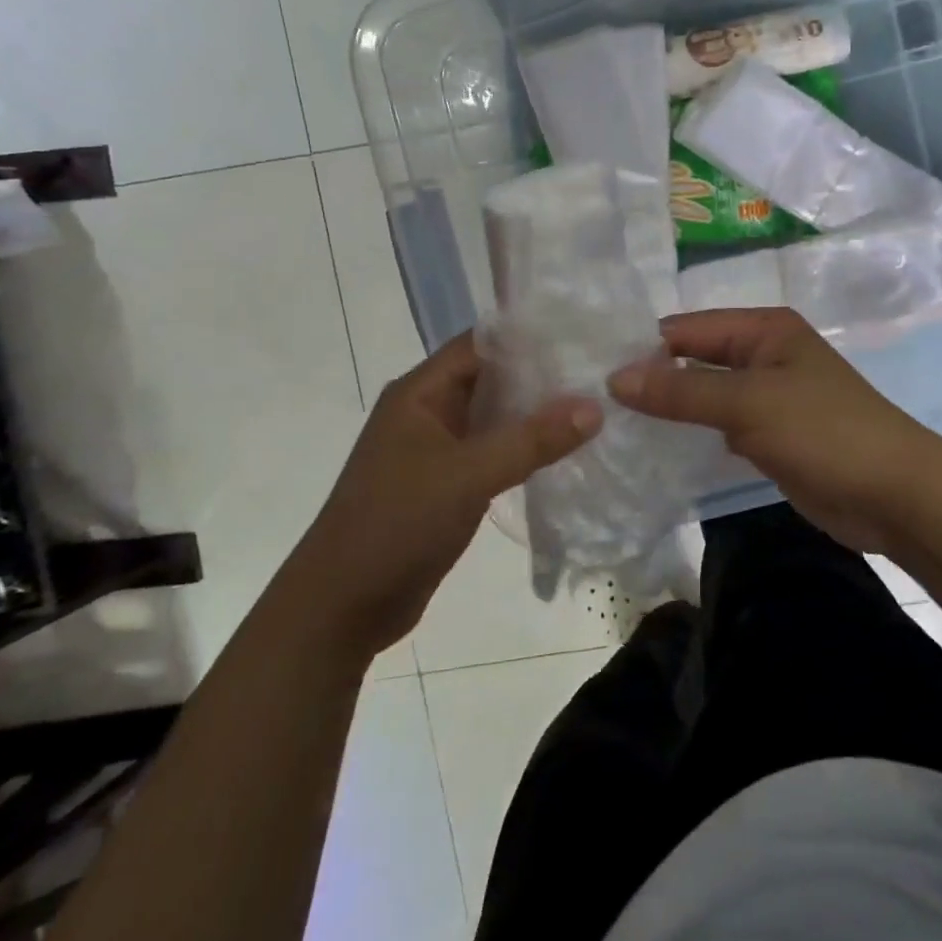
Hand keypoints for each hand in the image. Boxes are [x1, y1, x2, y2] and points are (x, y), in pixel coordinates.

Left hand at [310, 331, 599, 649]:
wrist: (341, 608)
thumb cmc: (396, 524)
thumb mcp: (468, 475)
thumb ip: (532, 439)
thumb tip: (595, 406)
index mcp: (420, 392)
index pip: (481, 342)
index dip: (529, 334)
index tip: (582, 333)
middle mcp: (428, 411)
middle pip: (492, 377)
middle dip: (542, 373)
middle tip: (600, 369)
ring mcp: (437, 448)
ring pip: (496, 416)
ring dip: (536, 413)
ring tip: (595, 402)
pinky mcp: (448, 482)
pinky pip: (494, 451)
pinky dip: (526, 447)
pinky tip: (565, 450)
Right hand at [609, 307, 941, 553]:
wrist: (894, 495)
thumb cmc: (824, 432)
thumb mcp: (748, 403)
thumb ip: (681, 390)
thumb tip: (614, 377)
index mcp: (764, 328)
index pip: (687, 328)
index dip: (643, 348)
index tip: (591, 372)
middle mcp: (763, 354)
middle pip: (695, 359)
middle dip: (652, 378)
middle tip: (592, 402)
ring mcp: (767, 396)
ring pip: (704, 394)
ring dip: (669, 408)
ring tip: (611, 424)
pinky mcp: (769, 435)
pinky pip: (720, 425)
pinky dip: (692, 433)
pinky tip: (654, 447)